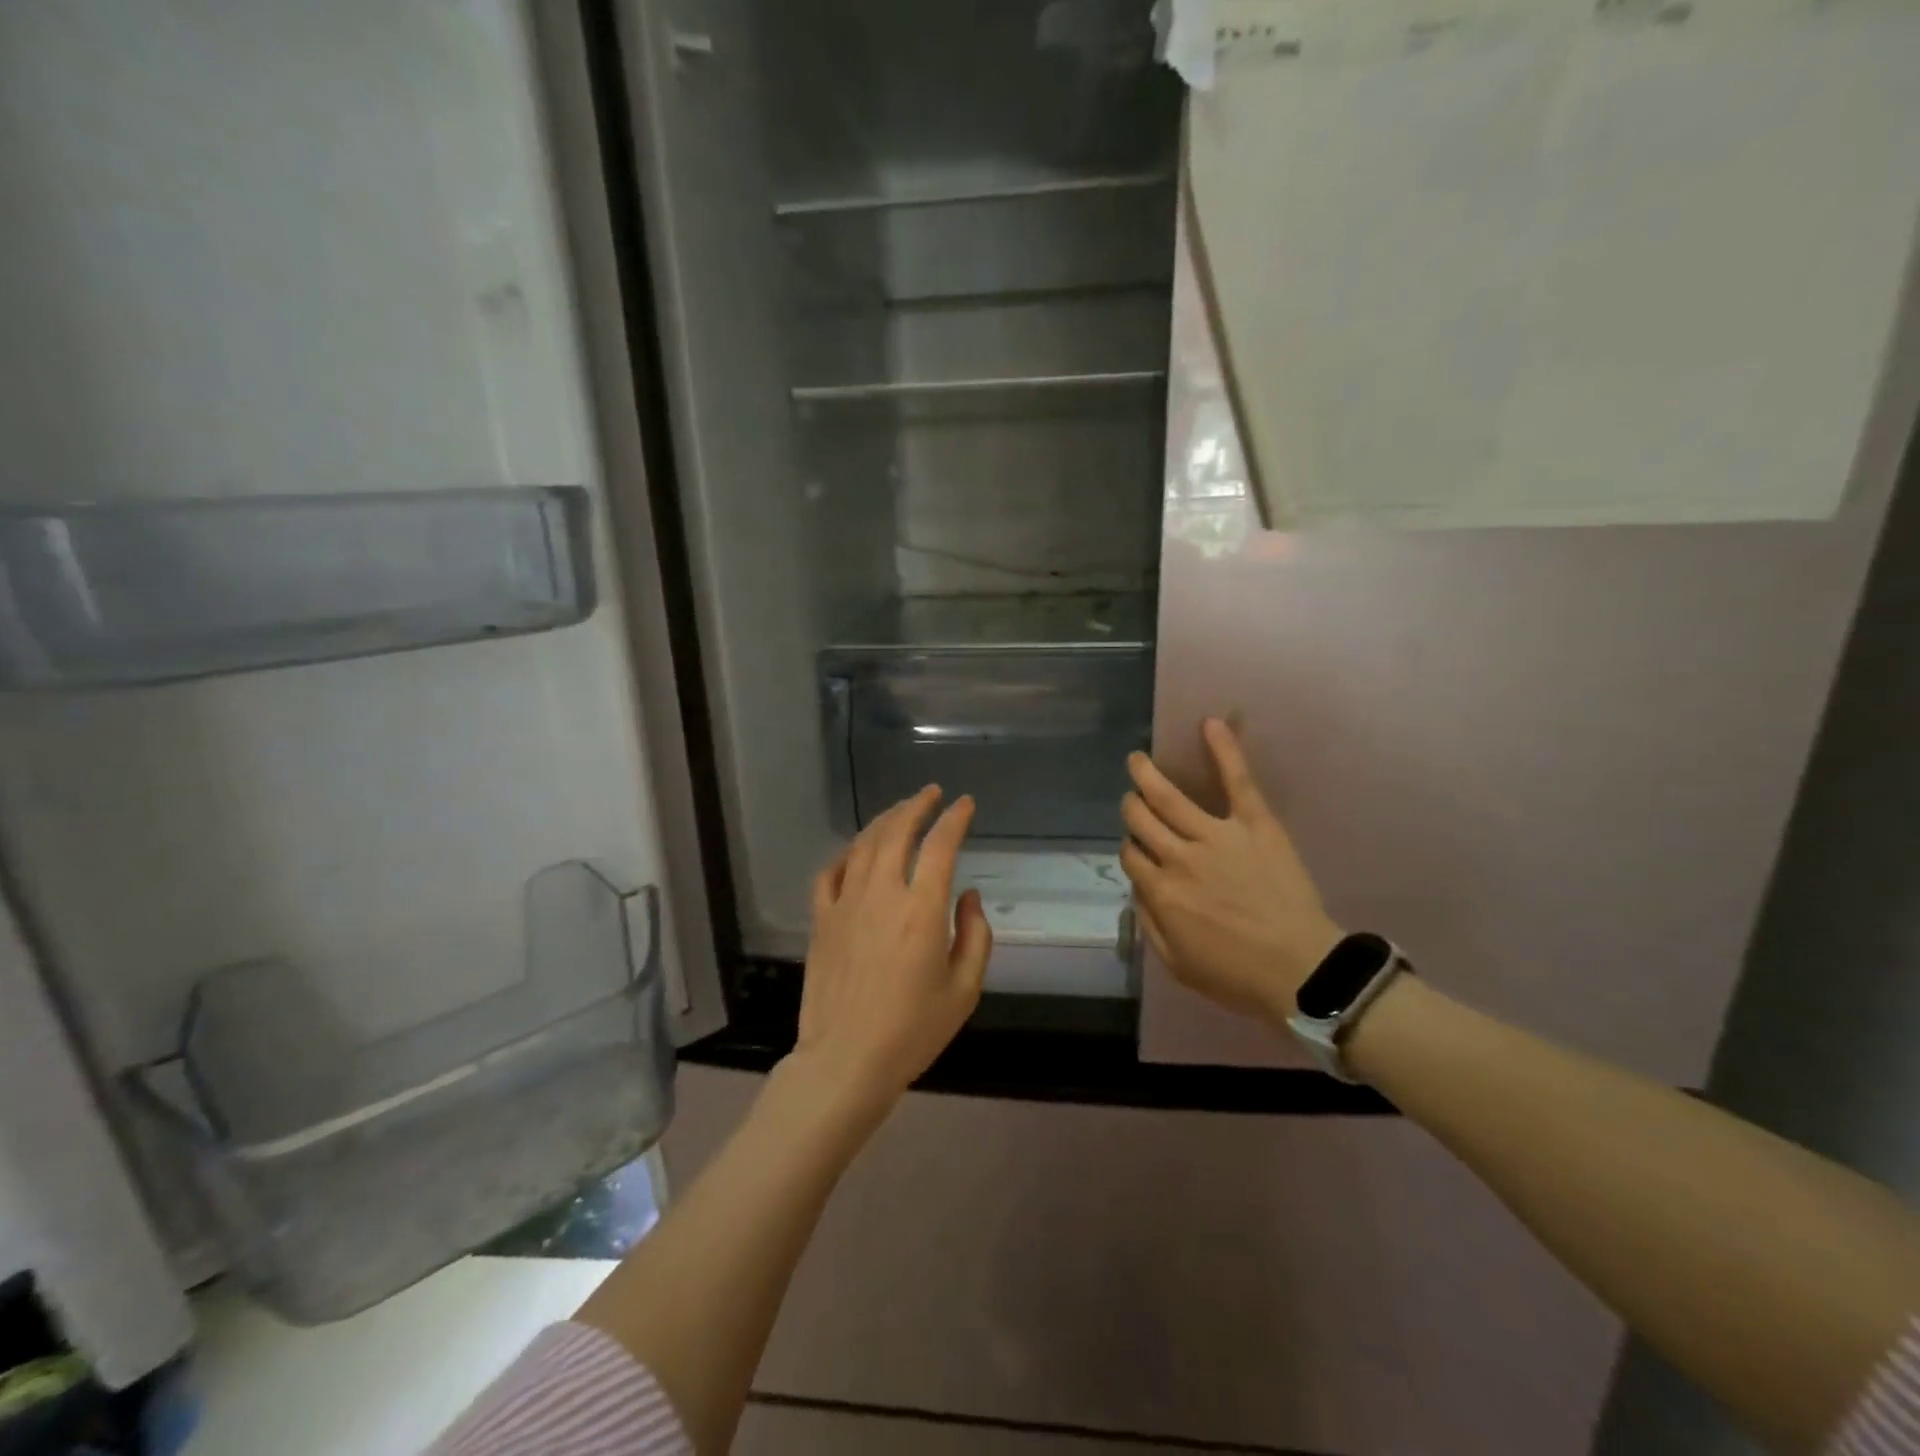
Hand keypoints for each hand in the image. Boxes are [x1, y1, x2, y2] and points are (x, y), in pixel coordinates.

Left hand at [790, 786, 992, 1117]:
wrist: (845, 1061)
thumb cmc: (912, 1031)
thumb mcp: (964, 991)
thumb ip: (975, 936)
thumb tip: (966, 896)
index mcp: (921, 911)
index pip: (940, 846)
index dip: (954, 819)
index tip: (965, 804)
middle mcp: (882, 895)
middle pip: (897, 832)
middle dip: (917, 805)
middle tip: (931, 794)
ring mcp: (845, 904)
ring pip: (864, 845)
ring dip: (885, 820)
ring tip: (901, 811)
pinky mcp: (821, 920)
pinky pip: (829, 873)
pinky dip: (845, 854)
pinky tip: (856, 851)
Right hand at [1121, 719, 1341, 1026]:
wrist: (1302, 971)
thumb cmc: (1238, 976)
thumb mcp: (1177, 965)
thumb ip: (1150, 923)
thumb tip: (1139, 889)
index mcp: (1161, 892)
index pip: (1131, 855)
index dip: (1131, 849)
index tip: (1139, 852)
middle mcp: (1179, 857)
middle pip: (1141, 820)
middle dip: (1132, 807)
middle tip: (1133, 800)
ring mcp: (1216, 836)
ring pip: (1169, 797)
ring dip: (1147, 775)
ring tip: (1138, 760)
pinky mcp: (1254, 824)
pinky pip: (1237, 781)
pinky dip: (1224, 750)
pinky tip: (1211, 724)